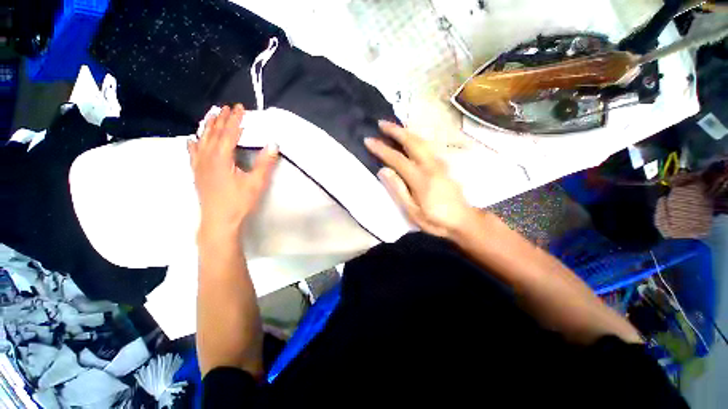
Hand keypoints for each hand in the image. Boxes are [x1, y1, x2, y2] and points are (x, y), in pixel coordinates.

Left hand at [188, 104, 277, 238]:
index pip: (229, 133)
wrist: (218, 220)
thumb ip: (265, 163)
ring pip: (202, 139)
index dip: (235, 119)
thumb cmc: (239, 202)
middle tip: (227, 107)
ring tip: (212, 114)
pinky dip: (194, 143)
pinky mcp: (197, 172)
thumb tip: (273, 145)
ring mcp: (199, 165)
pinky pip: (193, 153)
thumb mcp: (256, 183)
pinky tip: (193, 139)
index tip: (240, 107)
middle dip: (221, 119)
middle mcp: (207, 157)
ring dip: (208, 126)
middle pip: (214, 133)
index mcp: (221, 158)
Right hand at [364, 121, 472, 238]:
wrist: (464, 221)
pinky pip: (427, 146)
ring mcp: (440, 164)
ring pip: (422, 141)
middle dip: (396, 131)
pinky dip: (416, 138)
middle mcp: (431, 166)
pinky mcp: (444, 165)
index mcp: (421, 179)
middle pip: (412, 142)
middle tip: (381, 123)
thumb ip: (399, 190)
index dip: (382, 149)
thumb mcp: (413, 212)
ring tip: (393, 127)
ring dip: (406, 132)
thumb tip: (384, 170)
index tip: (368, 140)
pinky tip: (410, 138)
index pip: (397, 159)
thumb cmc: (436, 220)